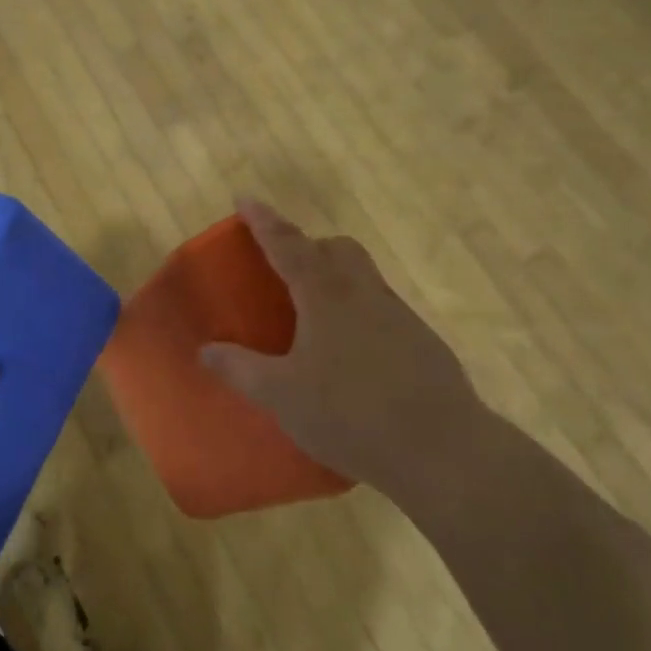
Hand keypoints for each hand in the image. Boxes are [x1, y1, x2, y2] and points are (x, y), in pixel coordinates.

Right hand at [199, 198, 484, 499]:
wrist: (444, 451)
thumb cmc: (350, 414)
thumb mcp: (281, 396)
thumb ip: (240, 369)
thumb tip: (206, 351)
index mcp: (325, 295)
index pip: (287, 245)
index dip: (263, 221)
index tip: (245, 199)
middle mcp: (364, 294)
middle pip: (338, 249)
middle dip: (309, 246)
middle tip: (285, 267)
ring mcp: (399, 317)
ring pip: (364, 277)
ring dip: (336, 278)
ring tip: (314, 316)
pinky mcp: (423, 344)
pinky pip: (382, 310)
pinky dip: (359, 313)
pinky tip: (351, 356)